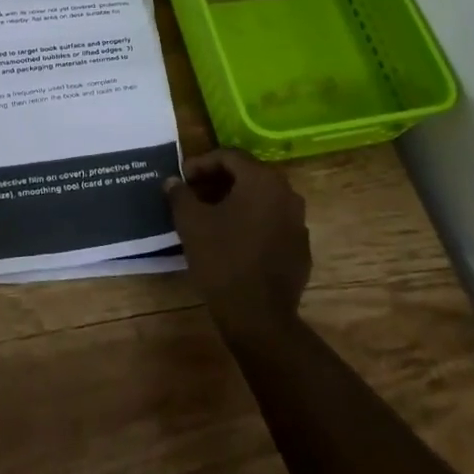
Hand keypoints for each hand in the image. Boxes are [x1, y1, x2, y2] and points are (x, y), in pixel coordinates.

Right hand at [167, 150, 310, 340]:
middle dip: (219, 180)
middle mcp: (287, 194)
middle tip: (194, 193)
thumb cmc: (222, 259)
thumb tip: (173, 181)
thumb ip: (180, 194)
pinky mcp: (300, 248)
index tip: (182, 178)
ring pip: (262, 199)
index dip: (201, 163)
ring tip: (210, 215)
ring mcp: (298, 222)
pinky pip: (273, 223)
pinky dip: (252, 222)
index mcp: (262, 180)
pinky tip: (233, 239)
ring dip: (236, 201)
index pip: (229, 156)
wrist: (258, 316)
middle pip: (248, 175)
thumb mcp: (191, 223)